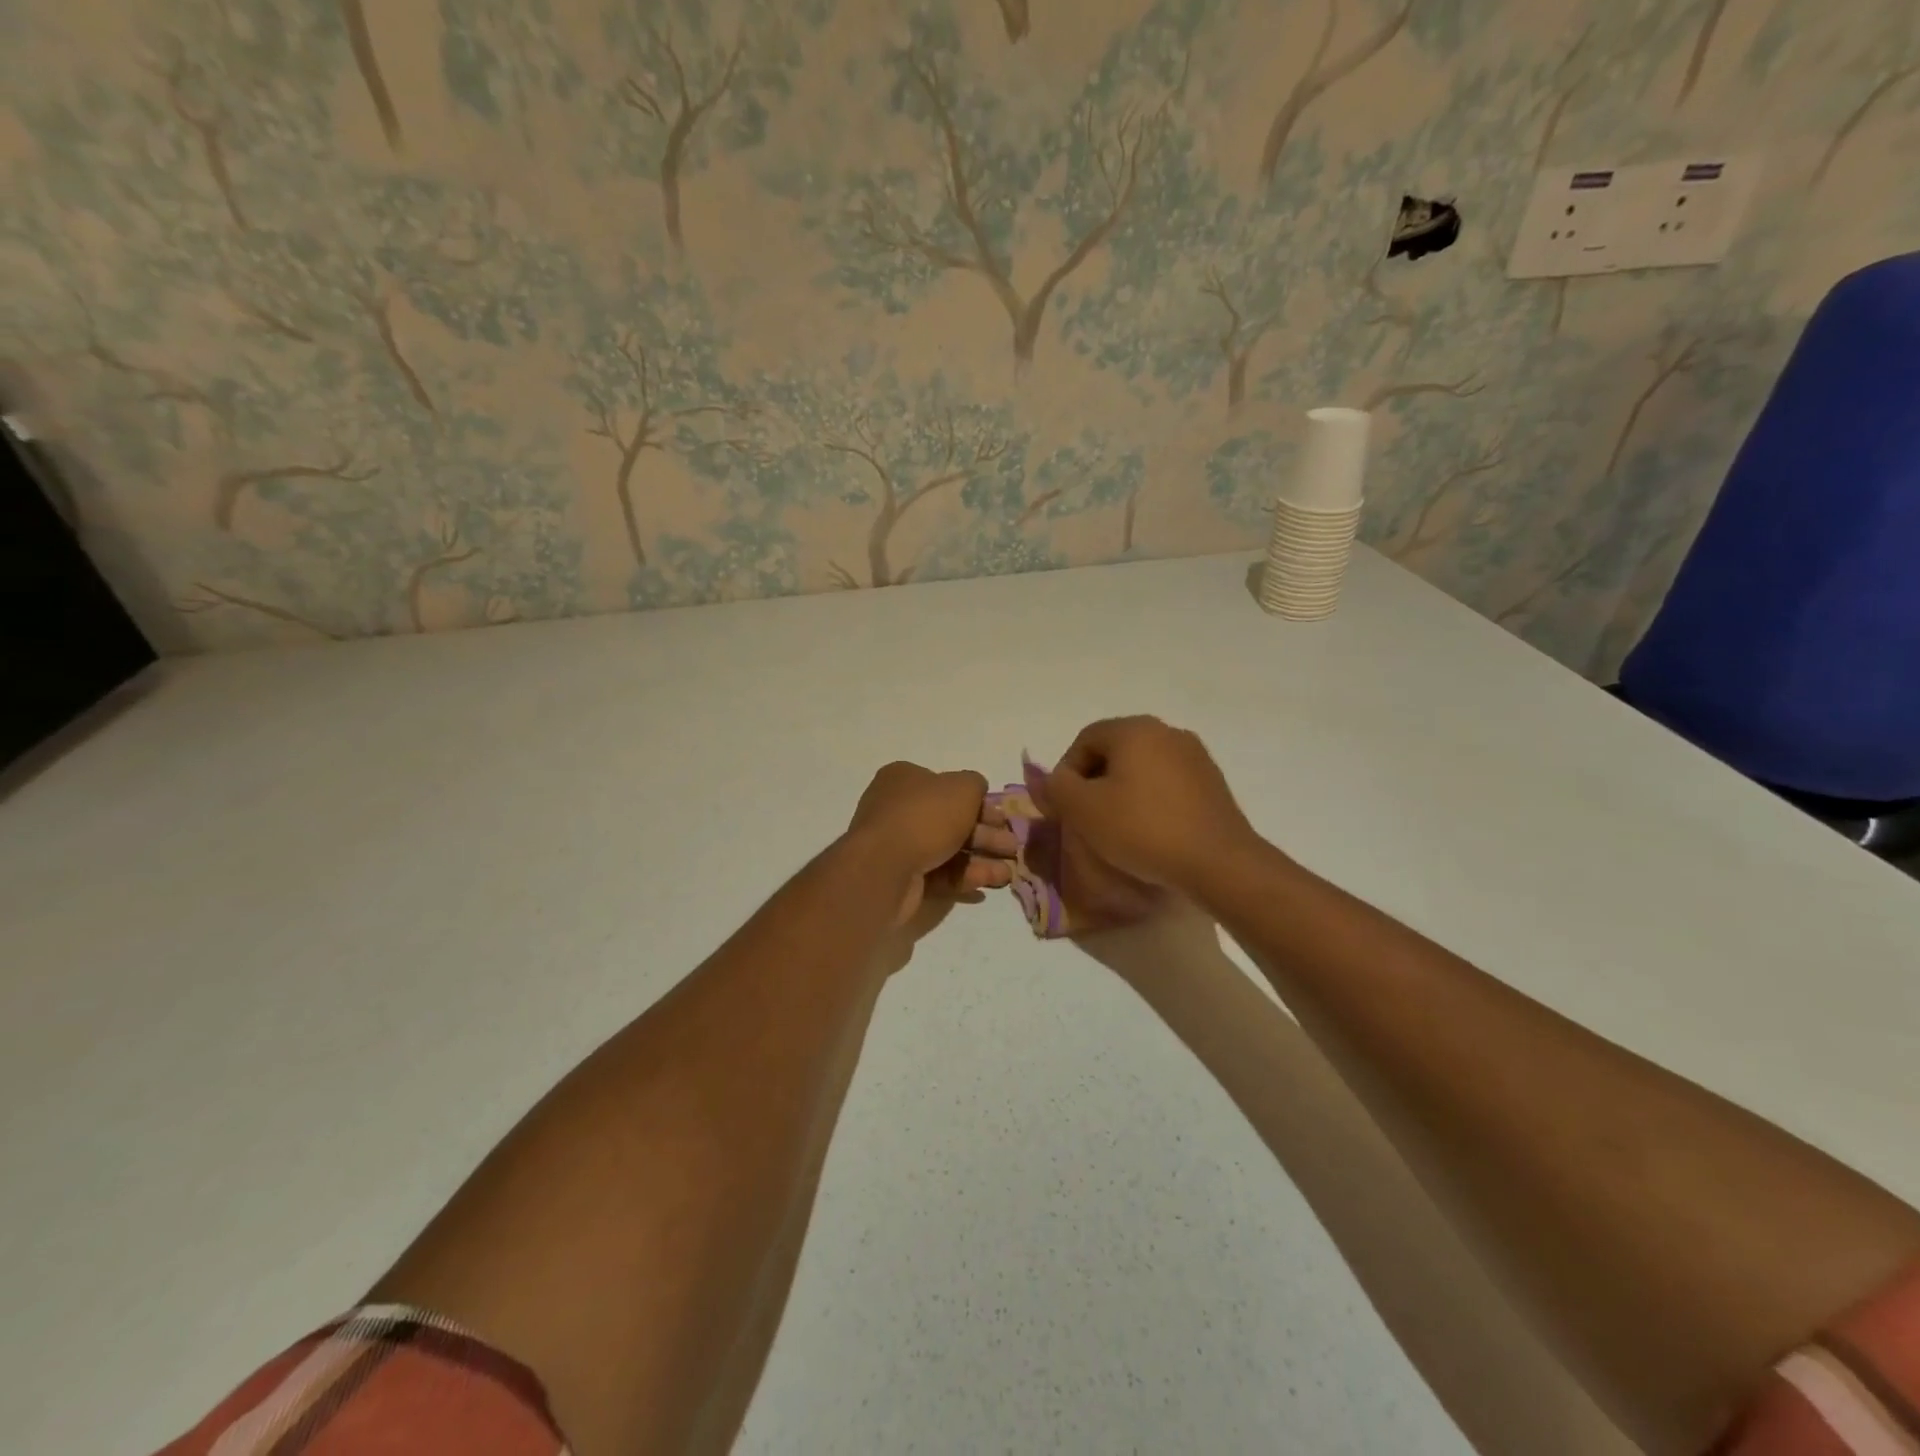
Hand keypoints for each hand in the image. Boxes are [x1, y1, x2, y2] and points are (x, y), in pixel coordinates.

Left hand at [849, 762, 1016, 924]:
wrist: (886, 868)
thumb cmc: (925, 817)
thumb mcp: (962, 788)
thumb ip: (975, 784)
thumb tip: (977, 791)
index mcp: (905, 780)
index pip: (947, 787)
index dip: (978, 801)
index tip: (1003, 817)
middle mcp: (898, 809)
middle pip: (951, 820)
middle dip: (986, 834)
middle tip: (1012, 846)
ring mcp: (898, 845)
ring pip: (948, 849)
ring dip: (981, 859)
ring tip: (1009, 872)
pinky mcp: (902, 878)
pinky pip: (939, 874)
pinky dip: (965, 877)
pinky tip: (990, 884)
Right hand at [1035, 717, 1260, 897]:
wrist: (1218, 862)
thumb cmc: (1142, 829)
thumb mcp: (1083, 809)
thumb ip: (1056, 787)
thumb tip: (1050, 778)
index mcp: (1135, 729)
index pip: (1085, 739)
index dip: (1066, 772)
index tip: (1064, 807)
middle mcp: (1167, 732)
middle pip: (1114, 751)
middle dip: (1094, 782)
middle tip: (1086, 818)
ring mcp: (1195, 756)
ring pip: (1142, 768)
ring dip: (1122, 792)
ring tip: (1117, 829)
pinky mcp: (1212, 783)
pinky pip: (1167, 784)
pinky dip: (1150, 801)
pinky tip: (1150, 832)